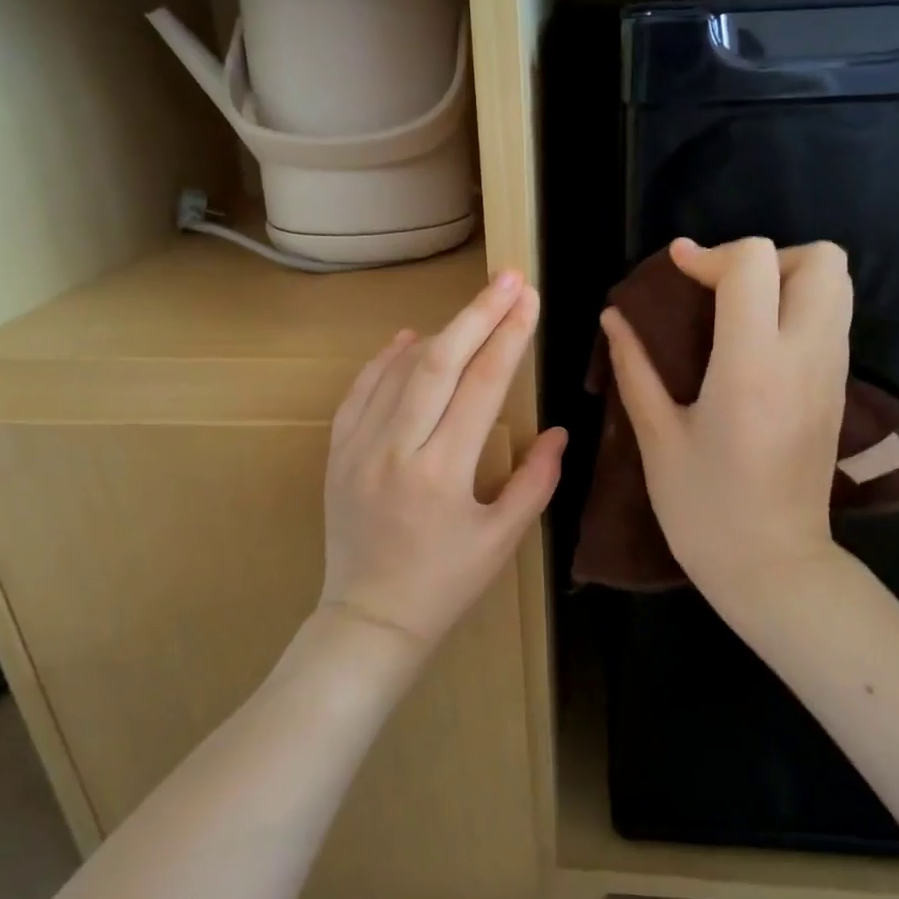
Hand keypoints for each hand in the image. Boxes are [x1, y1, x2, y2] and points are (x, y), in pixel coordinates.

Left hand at [319, 270, 567, 652]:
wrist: (370, 618)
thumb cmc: (445, 585)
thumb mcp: (502, 540)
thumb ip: (536, 482)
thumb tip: (561, 431)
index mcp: (442, 472)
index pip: (481, 386)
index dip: (508, 338)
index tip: (529, 300)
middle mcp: (396, 449)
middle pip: (439, 362)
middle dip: (478, 315)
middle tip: (507, 279)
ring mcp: (358, 447)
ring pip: (399, 370)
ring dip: (440, 332)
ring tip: (474, 309)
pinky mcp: (337, 452)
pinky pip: (360, 391)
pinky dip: (385, 360)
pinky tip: (410, 339)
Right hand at [600, 238, 852, 612]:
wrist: (773, 566)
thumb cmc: (704, 509)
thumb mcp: (657, 438)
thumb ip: (634, 368)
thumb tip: (613, 317)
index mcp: (751, 366)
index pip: (754, 264)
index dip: (710, 254)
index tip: (676, 270)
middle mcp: (805, 357)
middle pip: (821, 259)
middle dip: (767, 258)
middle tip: (722, 292)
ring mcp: (832, 373)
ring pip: (838, 285)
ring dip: (787, 280)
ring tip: (737, 313)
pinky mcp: (840, 391)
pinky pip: (834, 320)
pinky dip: (799, 309)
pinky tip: (755, 346)